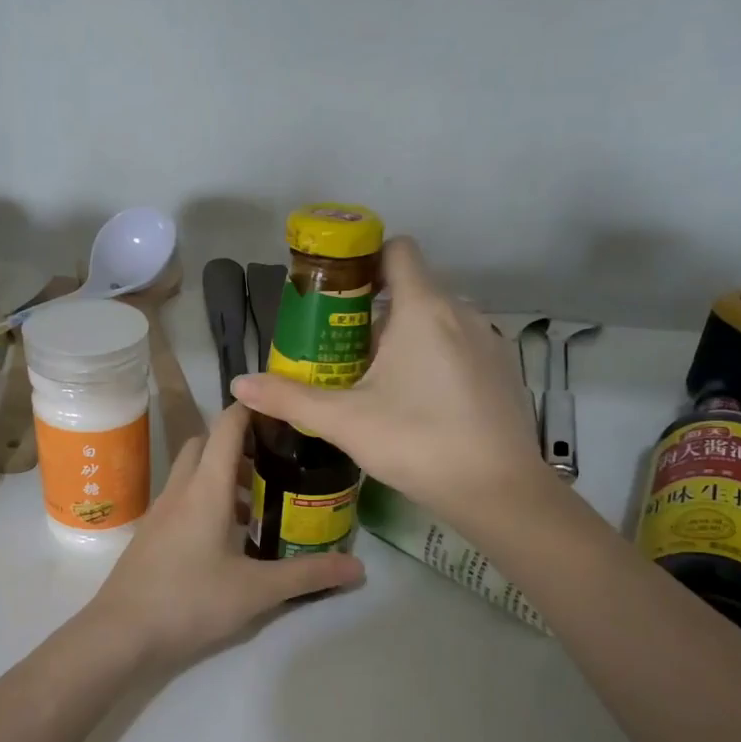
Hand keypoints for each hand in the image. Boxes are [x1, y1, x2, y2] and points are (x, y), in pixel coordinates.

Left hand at [87, 402, 362, 667]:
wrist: (120, 634)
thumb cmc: (190, 602)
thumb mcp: (256, 591)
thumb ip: (308, 575)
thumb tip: (359, 568)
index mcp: (206, 489)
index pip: (227, 426)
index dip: (253, 409)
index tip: (284, 410)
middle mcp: (180, 490)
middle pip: (206, 444)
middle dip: (238, 445)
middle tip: (275, 466)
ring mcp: (160, 512)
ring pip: (192, 473)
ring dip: (222, 476)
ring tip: (257, 506)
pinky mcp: (151, 534)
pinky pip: (182, 499)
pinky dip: (205, 500)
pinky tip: (226, 539)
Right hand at [232, 237, 552, 527]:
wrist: (498, 490)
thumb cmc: (417, 442)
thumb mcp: (345, 421)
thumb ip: (289, 398)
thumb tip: (238, 384)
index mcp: (423, 309)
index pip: (397, 250)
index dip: (365, 262)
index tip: (336, 296)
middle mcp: (461, 312)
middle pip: (412, 290)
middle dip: (374, 313)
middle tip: (340, 352)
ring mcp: (488, 342)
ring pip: (436, 321)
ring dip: (404, 339)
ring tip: (375, 382)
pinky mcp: (502, 371)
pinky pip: (459, 347)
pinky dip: (433, 359)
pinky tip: (418, 404)